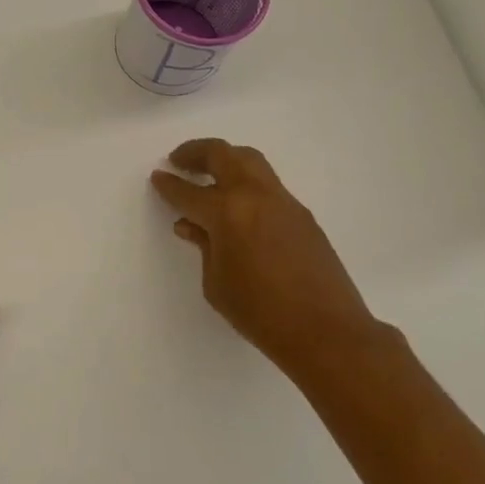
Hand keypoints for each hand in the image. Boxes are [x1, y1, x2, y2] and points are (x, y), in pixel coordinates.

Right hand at [151, 139, 396, 387]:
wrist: (326, 331)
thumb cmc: (260, 313)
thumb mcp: (216, 283)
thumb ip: (203, 246)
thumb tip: (192, 225)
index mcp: (227, 212)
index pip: (188, 191)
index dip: (168, 184)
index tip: (157, 176)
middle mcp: (255, 196)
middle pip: (223, 155)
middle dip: (196, 152)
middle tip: (179, 160)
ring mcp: (283, 201)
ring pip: (251, 161)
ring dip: (225, 159)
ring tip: (208, 173)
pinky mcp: (302, 214)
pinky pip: (268, 185)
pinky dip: (246, 183)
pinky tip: (238, 206)